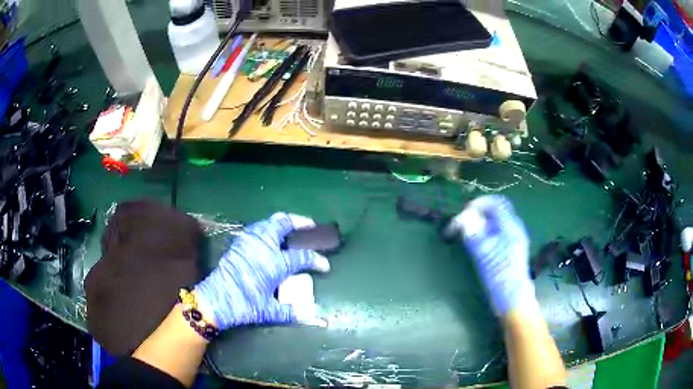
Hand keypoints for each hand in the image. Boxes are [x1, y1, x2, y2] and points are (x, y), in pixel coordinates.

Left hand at [194, 213, 329, 329]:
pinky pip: (257, 229)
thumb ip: (291, 312)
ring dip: (283, 223)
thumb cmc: (244, 304)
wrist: (216, 299)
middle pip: (283, 223)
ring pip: (269, 222)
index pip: (302, 256)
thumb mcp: (269, 311)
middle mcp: (264, 246)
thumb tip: (311, 317)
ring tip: (291, 231)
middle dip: (300, 222)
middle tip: (310, 226)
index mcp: (275, 263)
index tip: (325, 265)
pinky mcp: (239, 243)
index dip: (317, 260)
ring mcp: (249, 241)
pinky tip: (271, 239)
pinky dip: (268, 229)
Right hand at [449, 195, 534, 315]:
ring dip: (481, 221)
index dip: (479, 203)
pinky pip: (497, 231)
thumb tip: (462, 217)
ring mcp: (514, 239)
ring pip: (497, 221)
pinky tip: (477, 242)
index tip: (463, 214)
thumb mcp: (484, 255)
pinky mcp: (511, 249)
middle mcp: (515, 229)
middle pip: (497, 210)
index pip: (496, 203)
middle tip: (462, 223)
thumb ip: (474, 234)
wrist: (514, 299)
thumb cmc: (500, 278)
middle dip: (478, 212)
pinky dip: (485, 231)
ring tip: (466, 232)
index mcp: (510, 227)